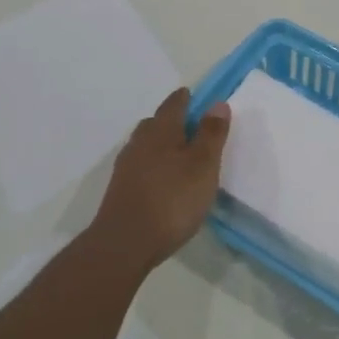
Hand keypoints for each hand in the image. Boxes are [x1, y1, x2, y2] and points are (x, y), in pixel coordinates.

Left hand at [90, 89, 230, 269]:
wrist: (125, 243)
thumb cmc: (172, 199)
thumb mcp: (203, 165)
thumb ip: (211, 134)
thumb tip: (217, 103)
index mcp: (161, 132)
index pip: (173, 105)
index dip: (184, 98)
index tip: (192, 95)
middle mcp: (139, 143)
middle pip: (155, 123)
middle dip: (170, 120)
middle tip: (189, 125)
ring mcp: (126, 168)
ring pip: (145, 145)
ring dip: (160, 144)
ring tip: (178, 154)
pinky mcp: (120, 190)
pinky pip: (140, 166)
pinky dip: (153, 165)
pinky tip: (163, 180)